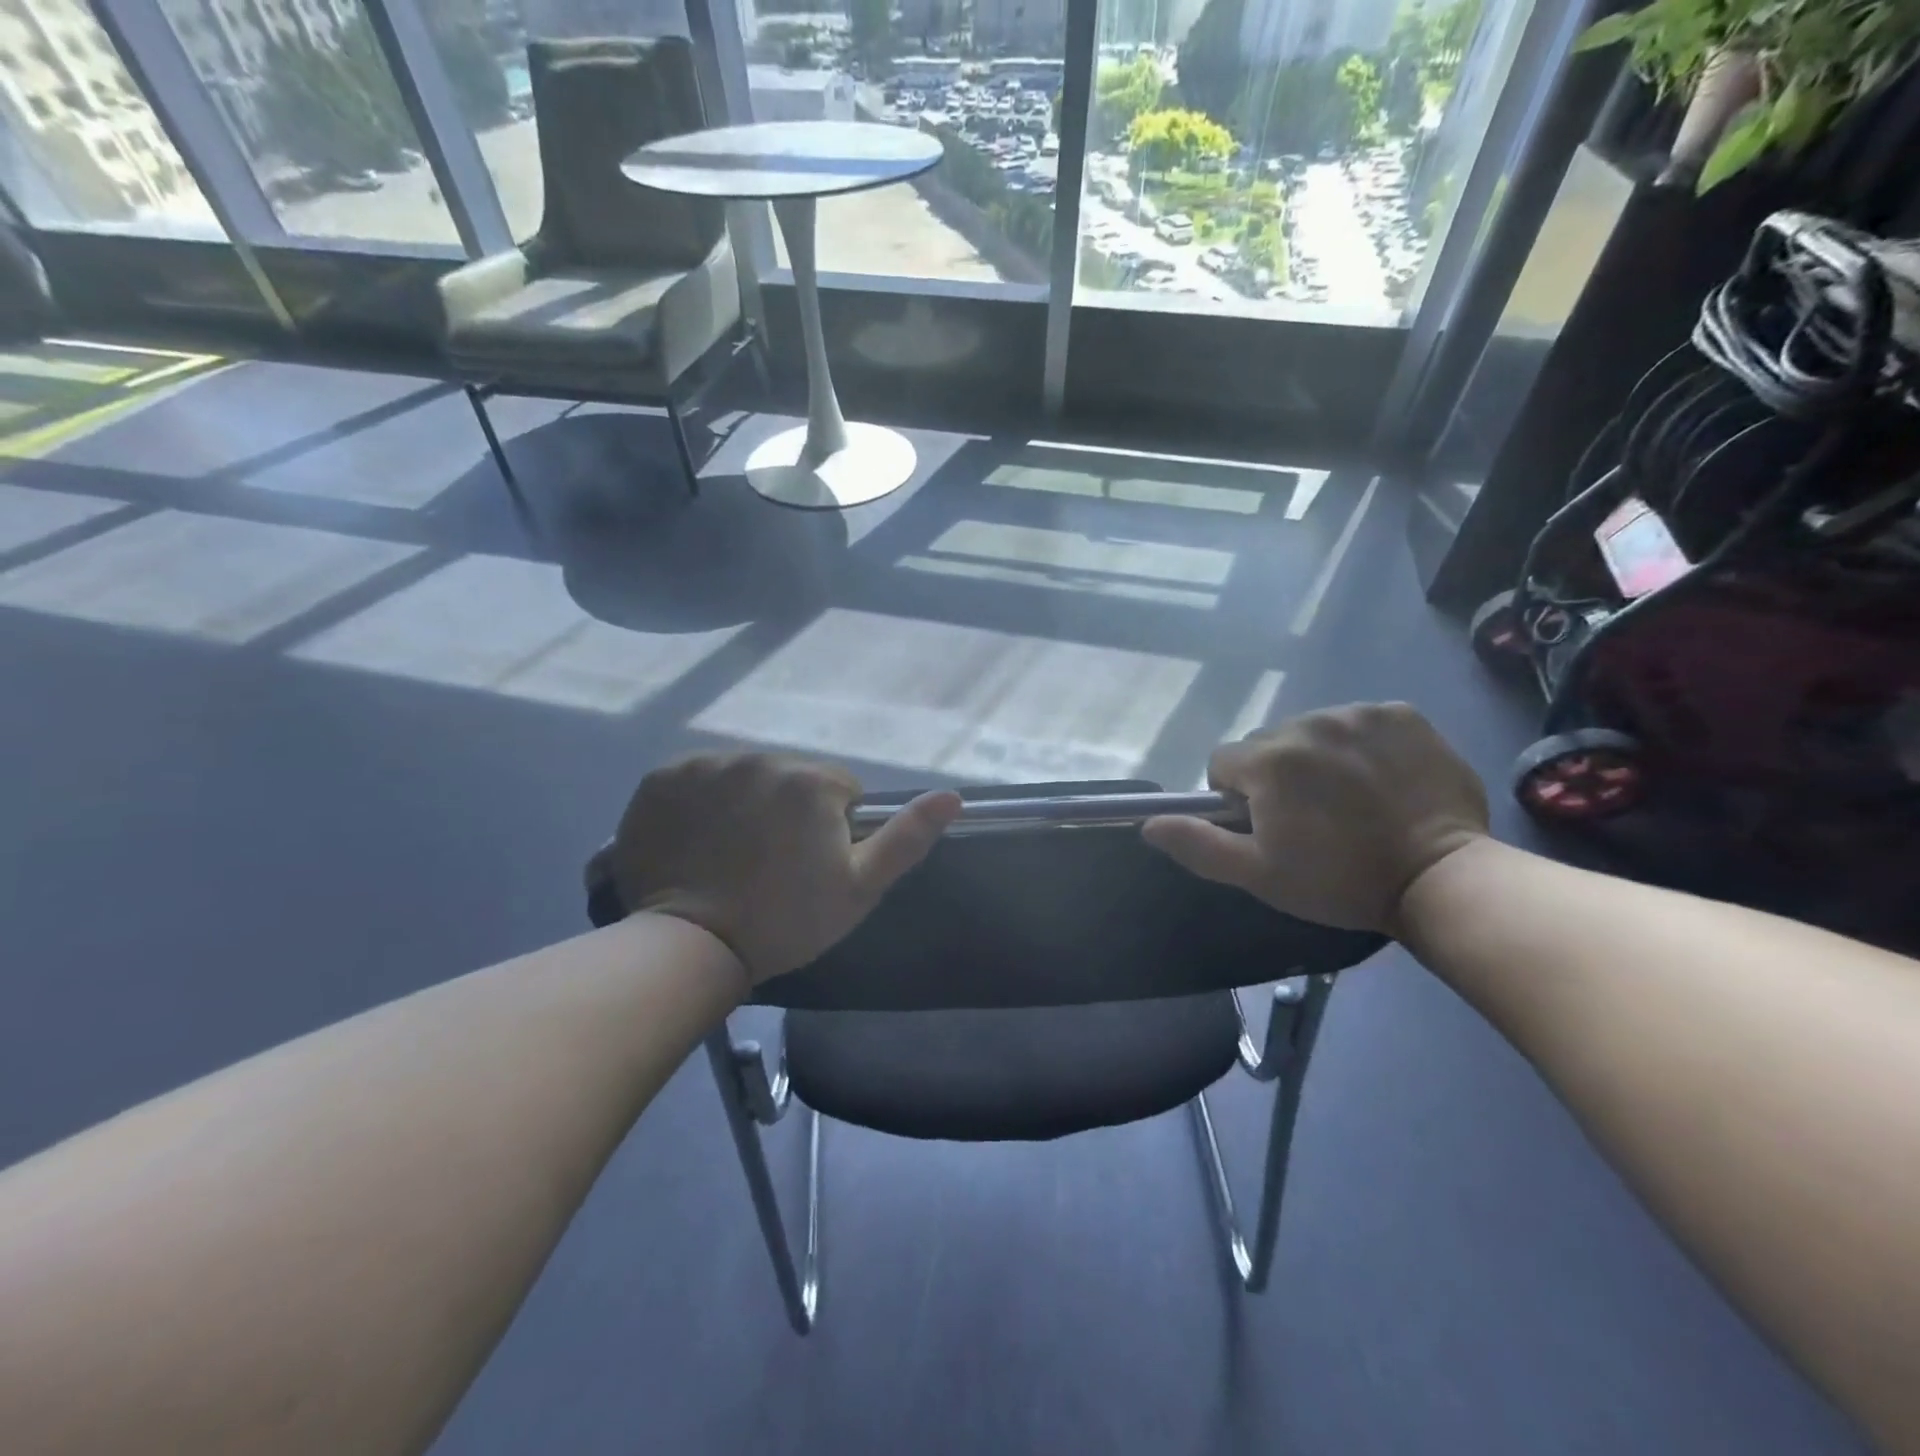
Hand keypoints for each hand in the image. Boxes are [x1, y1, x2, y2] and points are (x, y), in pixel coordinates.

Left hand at [596, 753, 961, 983]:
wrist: (689, 947)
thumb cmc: (784, 921)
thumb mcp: (859, 888)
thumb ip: (906, 838)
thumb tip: (953, 796)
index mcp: (810, 781)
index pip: (838, 789)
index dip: (832, 828)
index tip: (810, 865)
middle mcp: (759, 758)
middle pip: (788, 779)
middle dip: (787, 811)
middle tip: (769, 864)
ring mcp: (705, 765)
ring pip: (743, 776)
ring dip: (744, 803)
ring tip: (729, 854)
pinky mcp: (661, 779)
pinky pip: (696, 780)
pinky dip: (699, 802)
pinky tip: (696, 841)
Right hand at [1142, 703, 1489, 934]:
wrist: (1441, 878)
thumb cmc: (1339, 881)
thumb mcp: (1259, 874)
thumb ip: (1199, 845)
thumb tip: (1149, 823)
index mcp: (1267, 761)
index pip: (1223, 762)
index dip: (1235, 796)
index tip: (1266, 825)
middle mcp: (1306, 723)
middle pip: (1267, 744)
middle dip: (1275, 775)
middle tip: (1309, 817)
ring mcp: (1358, 714)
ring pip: (1311, 730)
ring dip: (1316, 757)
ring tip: (1349, 798)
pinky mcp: (1401, 714)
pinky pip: (1359, 721)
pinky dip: (1360, 744)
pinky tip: (1380, 778)